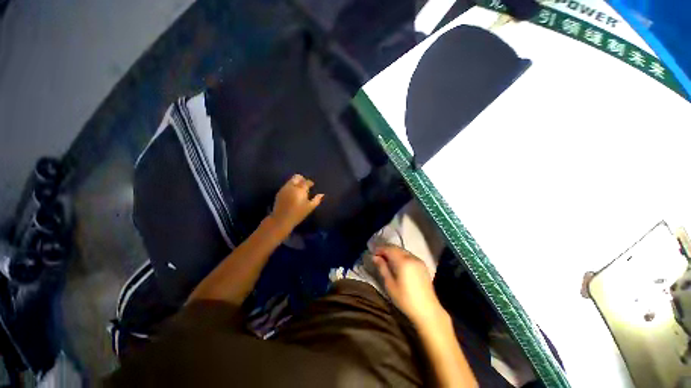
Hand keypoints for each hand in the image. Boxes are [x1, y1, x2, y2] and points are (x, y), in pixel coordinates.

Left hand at [270, 174, 323, 230]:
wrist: (281, 219)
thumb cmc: (298, 214)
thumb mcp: (309, 208)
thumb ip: (316, 200)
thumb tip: (322, 194)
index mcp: (300, 189)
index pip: (306, 181)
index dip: (310, 182)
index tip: (312, 185)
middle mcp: (292, 186)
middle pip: (297, 177)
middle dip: (302, 179)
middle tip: (305, 185)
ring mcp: (284, 189)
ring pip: (291, 180)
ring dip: (296, 182)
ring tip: (299, 189)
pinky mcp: (279, 192)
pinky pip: (286, 185)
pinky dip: (290, 187)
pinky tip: (292, 193)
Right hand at [373, 244, 443, 325]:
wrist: (427, 311)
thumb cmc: (405, 299)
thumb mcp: (390, 284)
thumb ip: (382, 268)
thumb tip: (375, 257)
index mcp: (403, 262)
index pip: (389, 249)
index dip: (380, 249)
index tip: (372, 252)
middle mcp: (412, 257)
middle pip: (396, 248)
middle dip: (386, 249)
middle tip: (377, 254)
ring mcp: (419, 260)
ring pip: (403, 251)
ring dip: (393, 251)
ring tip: (385, 258)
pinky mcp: (422, 265)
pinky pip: (409, 255)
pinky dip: (401, 255)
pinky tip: (397, 262)